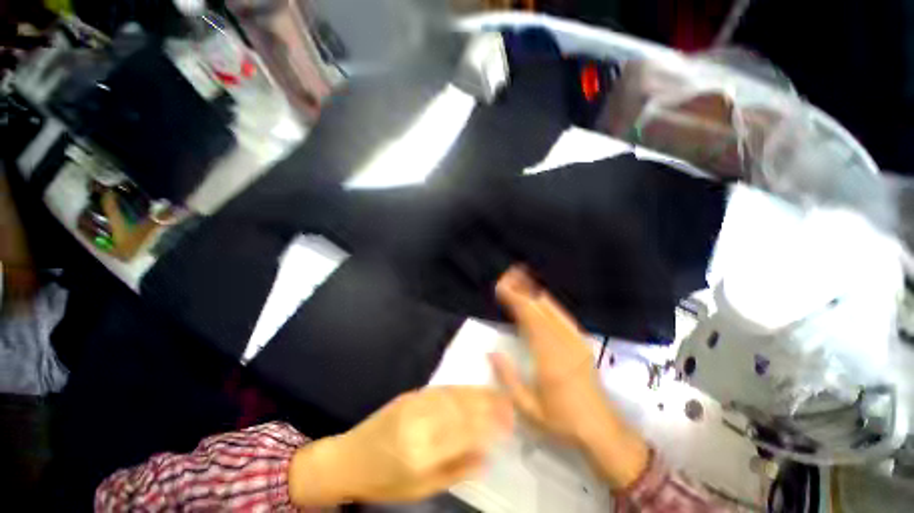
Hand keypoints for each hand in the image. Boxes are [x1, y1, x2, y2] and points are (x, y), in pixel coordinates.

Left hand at [289, 386, 512, 505]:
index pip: (465, 433)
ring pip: (454, 395)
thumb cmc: (384, 481)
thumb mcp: (420, 489)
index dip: (490, 426)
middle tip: (509, 404)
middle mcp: (420, 423)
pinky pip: (441, 389)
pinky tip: (472, 389)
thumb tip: (486, 456)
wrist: (349, 458)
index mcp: (422, 453)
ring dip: (478, 393)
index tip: (508, 423)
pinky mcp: (410, 395)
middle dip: (489, 405)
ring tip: (497, 394)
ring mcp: (414, 404)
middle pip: (463, 410)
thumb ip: (455, 470)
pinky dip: (461, 388)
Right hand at [490, 266, 648, 489]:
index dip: (515, 300)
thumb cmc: (562, 421)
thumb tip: (491, 351)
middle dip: (521, 290)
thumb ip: (508, 378)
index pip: (529, 319)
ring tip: (520, 278)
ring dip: (533, 292)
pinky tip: (540, 297)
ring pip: (552, 308)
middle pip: (540, 307)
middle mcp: (563, 343)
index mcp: (549, 358)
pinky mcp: (581, 341)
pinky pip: (562, 315)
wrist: (602, 429)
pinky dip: (547, 302)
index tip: (501, 288)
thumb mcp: (528, 408)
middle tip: (506, 277)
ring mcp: (575, 340)